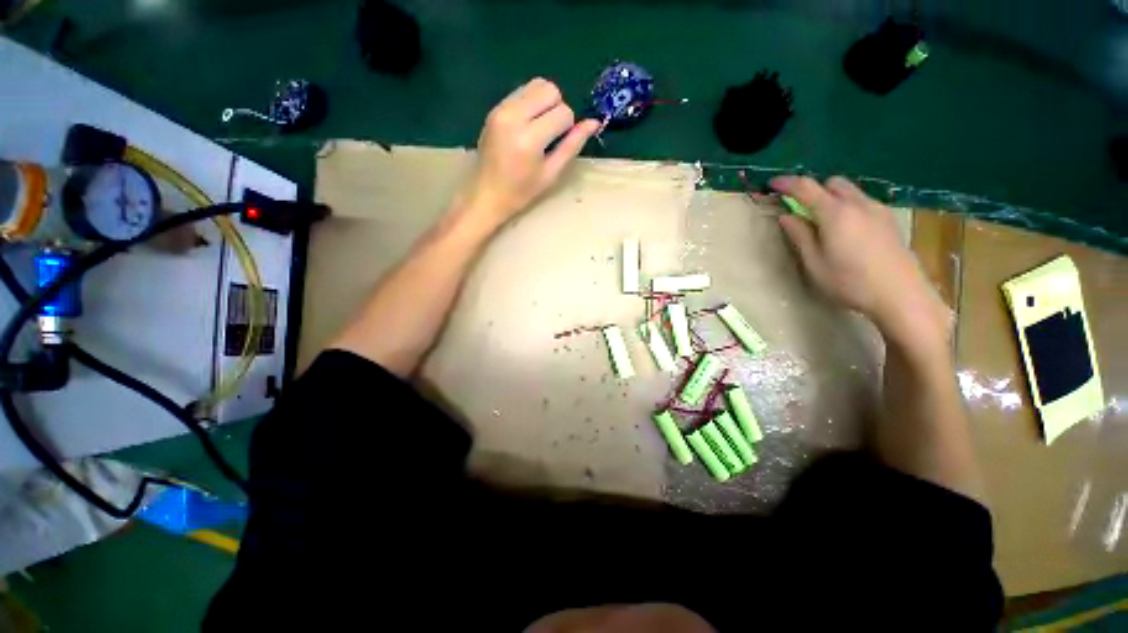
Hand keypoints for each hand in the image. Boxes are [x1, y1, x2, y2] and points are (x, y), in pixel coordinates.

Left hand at [457, 78, 600, 225]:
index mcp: (529, 138)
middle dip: (557, 108)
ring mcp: (501, 109)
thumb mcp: (551, 173)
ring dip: (545, 102)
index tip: (557, 144)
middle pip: (550, 89)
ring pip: (536, 84)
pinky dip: (531, 103)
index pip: (563, 112)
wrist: (486, 194)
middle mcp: (514, 116)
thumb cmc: (522, 192)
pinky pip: (521, 91)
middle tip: (550, 133)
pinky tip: (526, 126)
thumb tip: (594, 123)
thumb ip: (572, 146)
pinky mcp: (495, 108)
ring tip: (539, 128)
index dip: (568, 127)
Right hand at [771, 175, 950, 347]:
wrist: (901, 295)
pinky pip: (862, 202)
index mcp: (835, 213)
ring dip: (831, 198)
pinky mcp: (889, 219)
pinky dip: (848, 206)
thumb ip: (800, 236)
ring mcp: (878, 210)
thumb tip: (786, 216)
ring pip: (850, 191)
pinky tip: (846, 230)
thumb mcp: (814, 263)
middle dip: (813, 189)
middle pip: (832, 183)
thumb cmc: (850, 282)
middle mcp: (858, 204)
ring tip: (823, 222)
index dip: (787, 183)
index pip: (806, 187)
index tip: (772, 184)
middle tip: (800, 209)